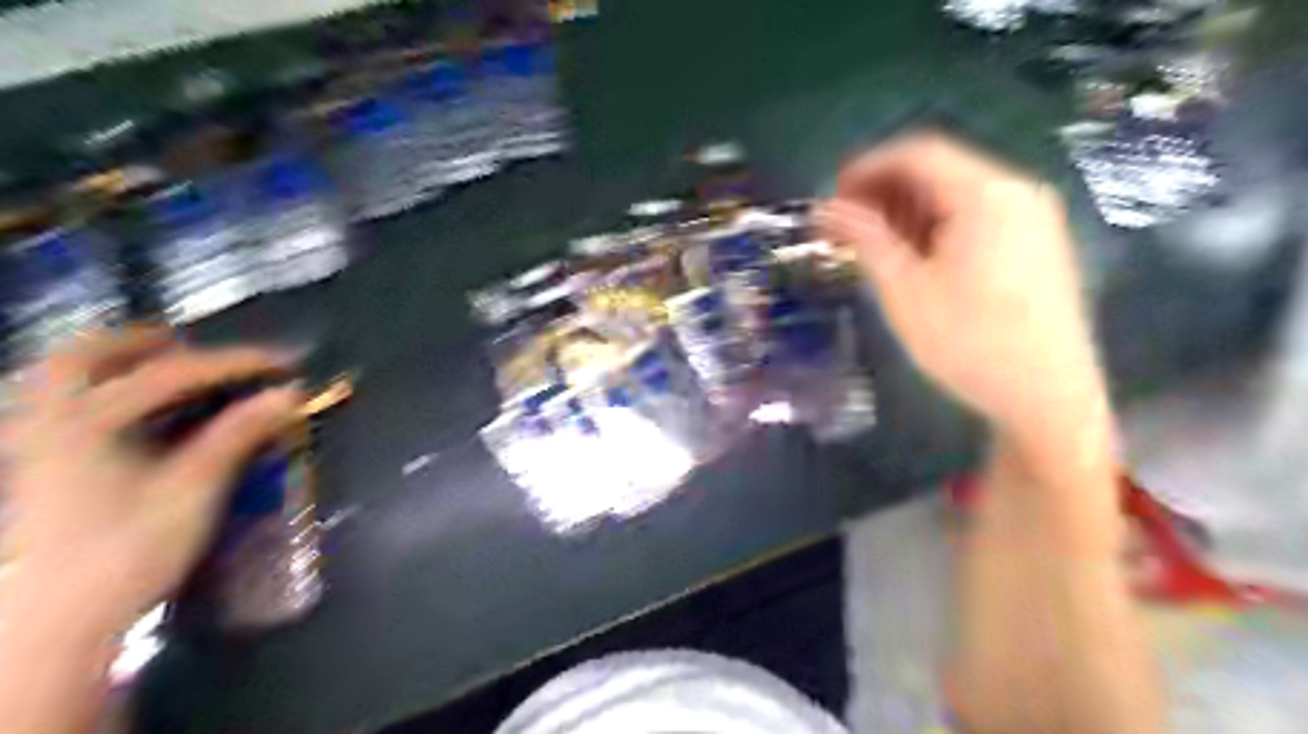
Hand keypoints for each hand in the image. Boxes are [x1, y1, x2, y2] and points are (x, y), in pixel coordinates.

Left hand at [0, 327, 298, 635]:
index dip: (235, 362)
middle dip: (145, 342)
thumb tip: (288, 394)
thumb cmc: (126, 552)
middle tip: (196, 347)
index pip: (173, 373)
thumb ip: (237, 434)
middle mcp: (48, 421)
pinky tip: (133, 414)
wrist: (52, 624)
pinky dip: (98, 394)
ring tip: (164, 370)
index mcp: (87, 422)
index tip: (283, 362)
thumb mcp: (193, 490)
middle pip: (82, 356)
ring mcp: (34, 446)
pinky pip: (59, 408)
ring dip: (114, 363)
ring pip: (58, 380)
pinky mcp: (36, 469)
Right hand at [819, 132, 1106, 441]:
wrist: (1047, 398)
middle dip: (884, 191)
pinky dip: (937, 228)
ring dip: (907, 211)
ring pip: (957, 196)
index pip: (917, 152)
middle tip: (844, 225)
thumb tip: (825, 208)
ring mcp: (1032, 219)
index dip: (866, 167)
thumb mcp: (904, 289)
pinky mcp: (1036, 245)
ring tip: (870, 245)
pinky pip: (977, 218)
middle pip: (939, 171)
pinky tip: (913, 258)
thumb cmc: (968, 342)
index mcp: (985, 194)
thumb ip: (865, 238)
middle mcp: (1016, 192)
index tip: (830, 196)